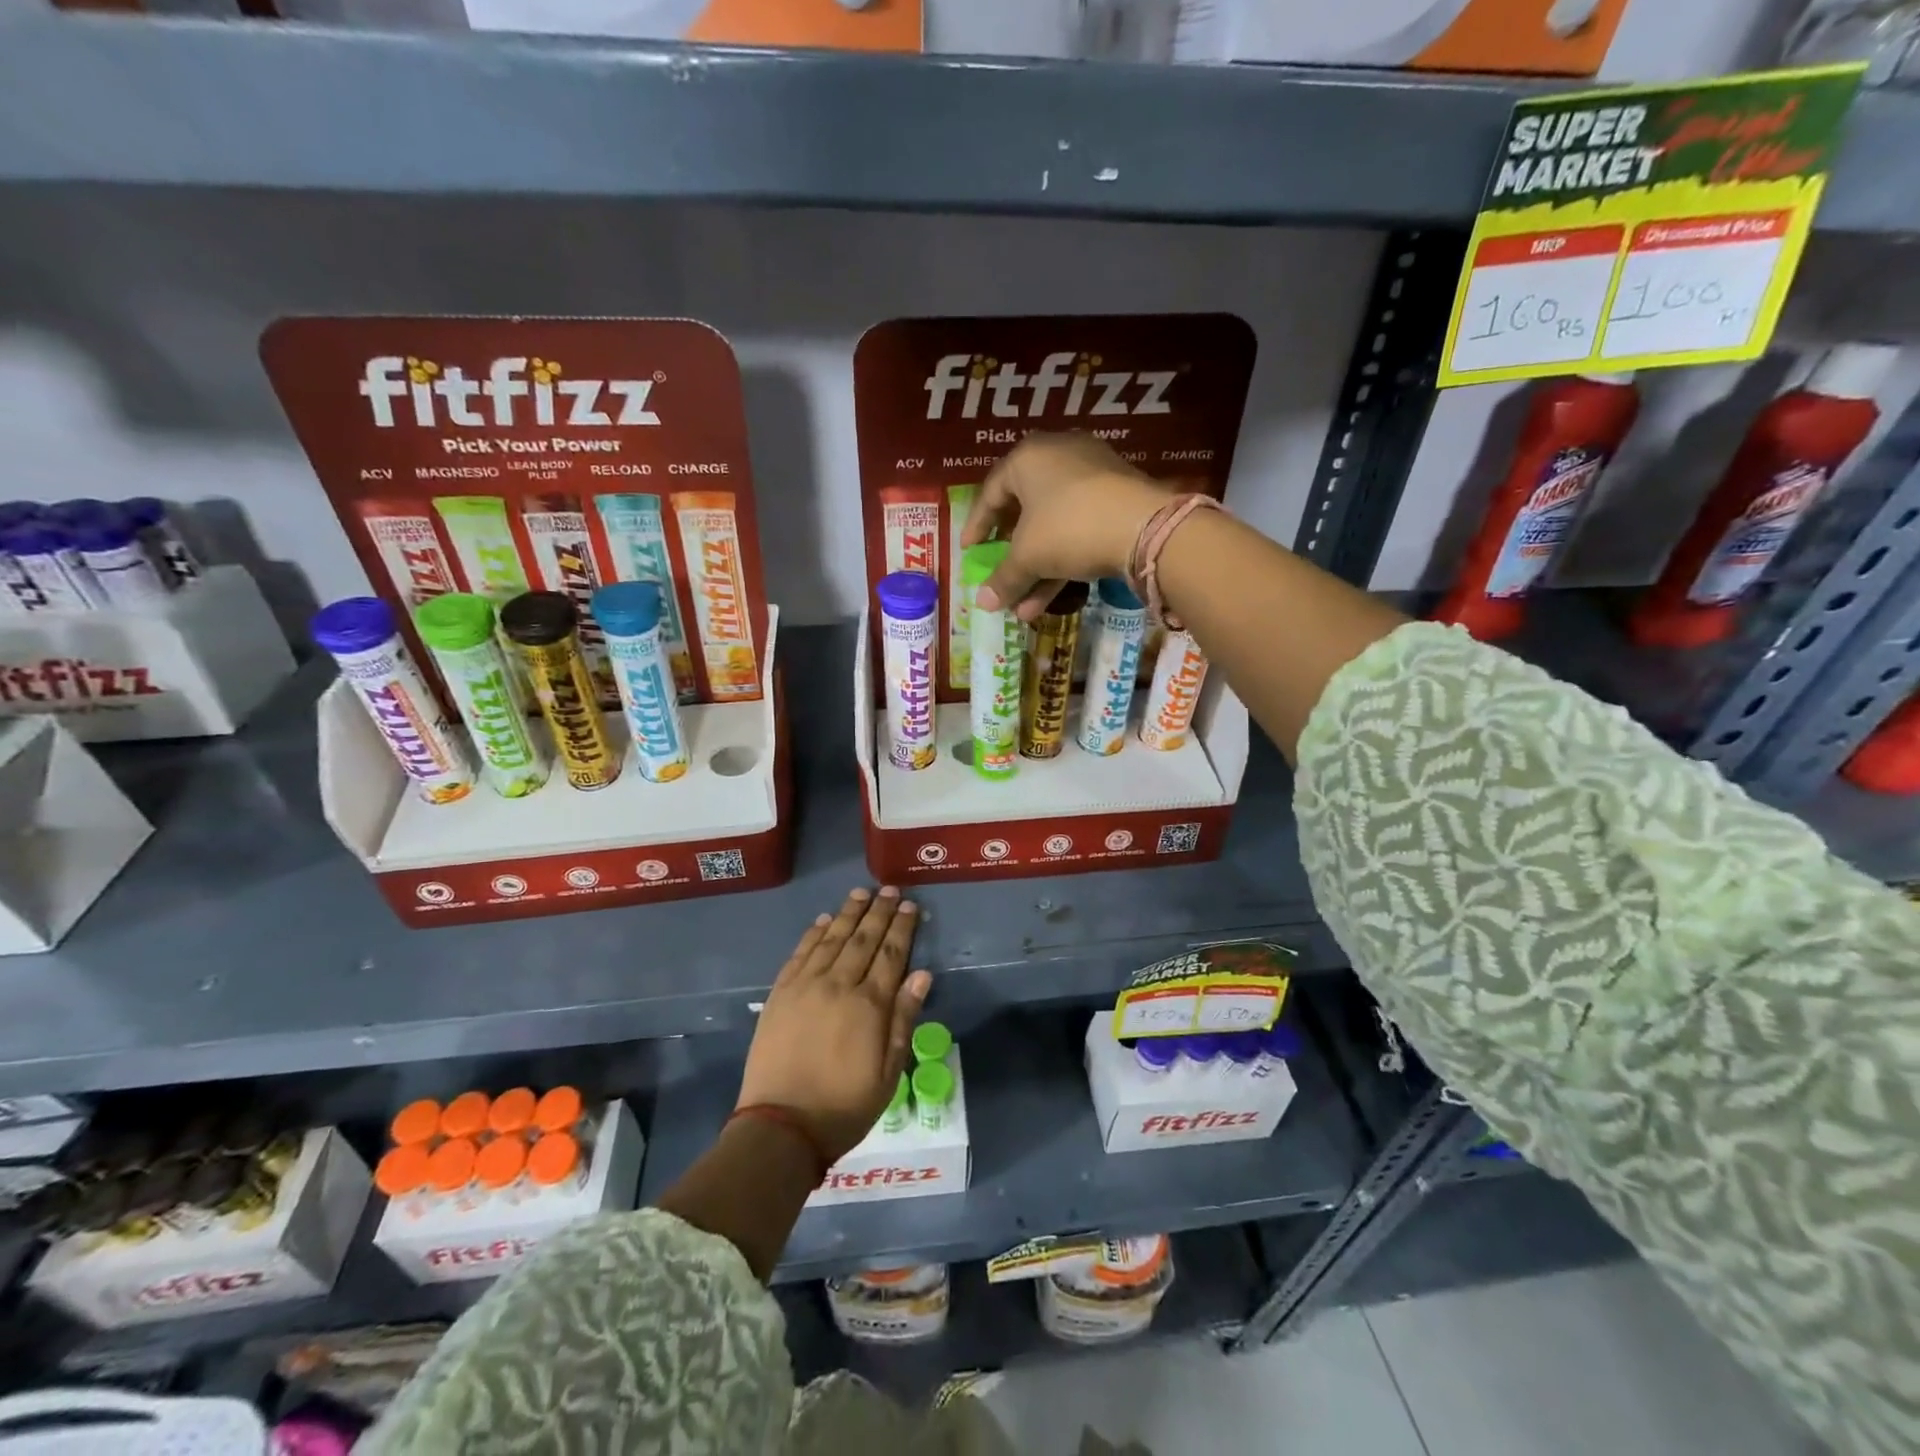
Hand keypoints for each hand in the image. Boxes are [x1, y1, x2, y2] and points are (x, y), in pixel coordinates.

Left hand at [737, 887, 931, 1164]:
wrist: (781, 1127)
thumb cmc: (844, 1106)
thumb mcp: (888, 1073)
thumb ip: (903, 1019)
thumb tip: (922, 975)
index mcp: (869, 1005)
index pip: (891, 955)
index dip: (902, 928)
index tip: (911, 906)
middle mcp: (839, 985)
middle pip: (863, 939)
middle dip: (879, 912)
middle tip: (890, 890)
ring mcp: (806, 986)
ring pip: (832, 939)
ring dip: (848, 913)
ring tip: (861, 893)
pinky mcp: (781, 994)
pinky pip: (800, 953)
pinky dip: (814, 933)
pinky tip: (824, 920)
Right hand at [960, 433, 1170, 621]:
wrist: (1144, 527)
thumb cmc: (1069, 528)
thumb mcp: (1028, 557)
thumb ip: (1003, 579)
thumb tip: (982, 604)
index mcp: (1028, 457)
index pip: (991, 492)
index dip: (977, 526)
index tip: (969, 551)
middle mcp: (1059, 455)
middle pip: (1024, 508)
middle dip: (1011, 553)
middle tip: (1000, 572)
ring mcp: (1092, 474)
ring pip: (1053, 524)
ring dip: (1037, 567)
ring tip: (1024, 605)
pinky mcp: (1117, 496)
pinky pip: (1078, 526)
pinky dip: (1063, 557)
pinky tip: (1051, 596)